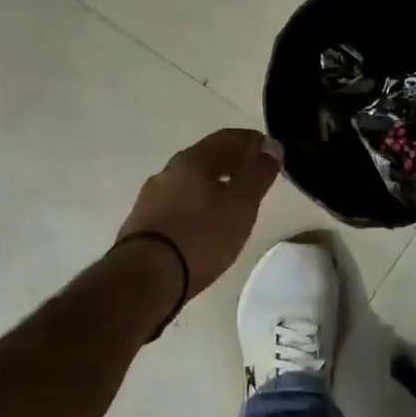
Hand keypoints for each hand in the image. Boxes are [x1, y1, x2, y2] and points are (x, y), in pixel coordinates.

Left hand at [118, 128, 281, 298]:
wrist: (145, 278)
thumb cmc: (201, 236)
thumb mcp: (240, 205)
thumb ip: (258, 173)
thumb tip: (272, 145)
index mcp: (192, 160)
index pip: (227, 138)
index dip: (252, 141)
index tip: (271, 152)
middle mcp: (168, 172)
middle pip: (206, 158)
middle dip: (233, 162)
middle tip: (256, 176)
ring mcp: (150, 198)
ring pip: (190, 182)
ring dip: (214, 184)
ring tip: (233, 202)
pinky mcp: (142, 223)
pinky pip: (178, 203)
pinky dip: (198, 204)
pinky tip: (206, 222)